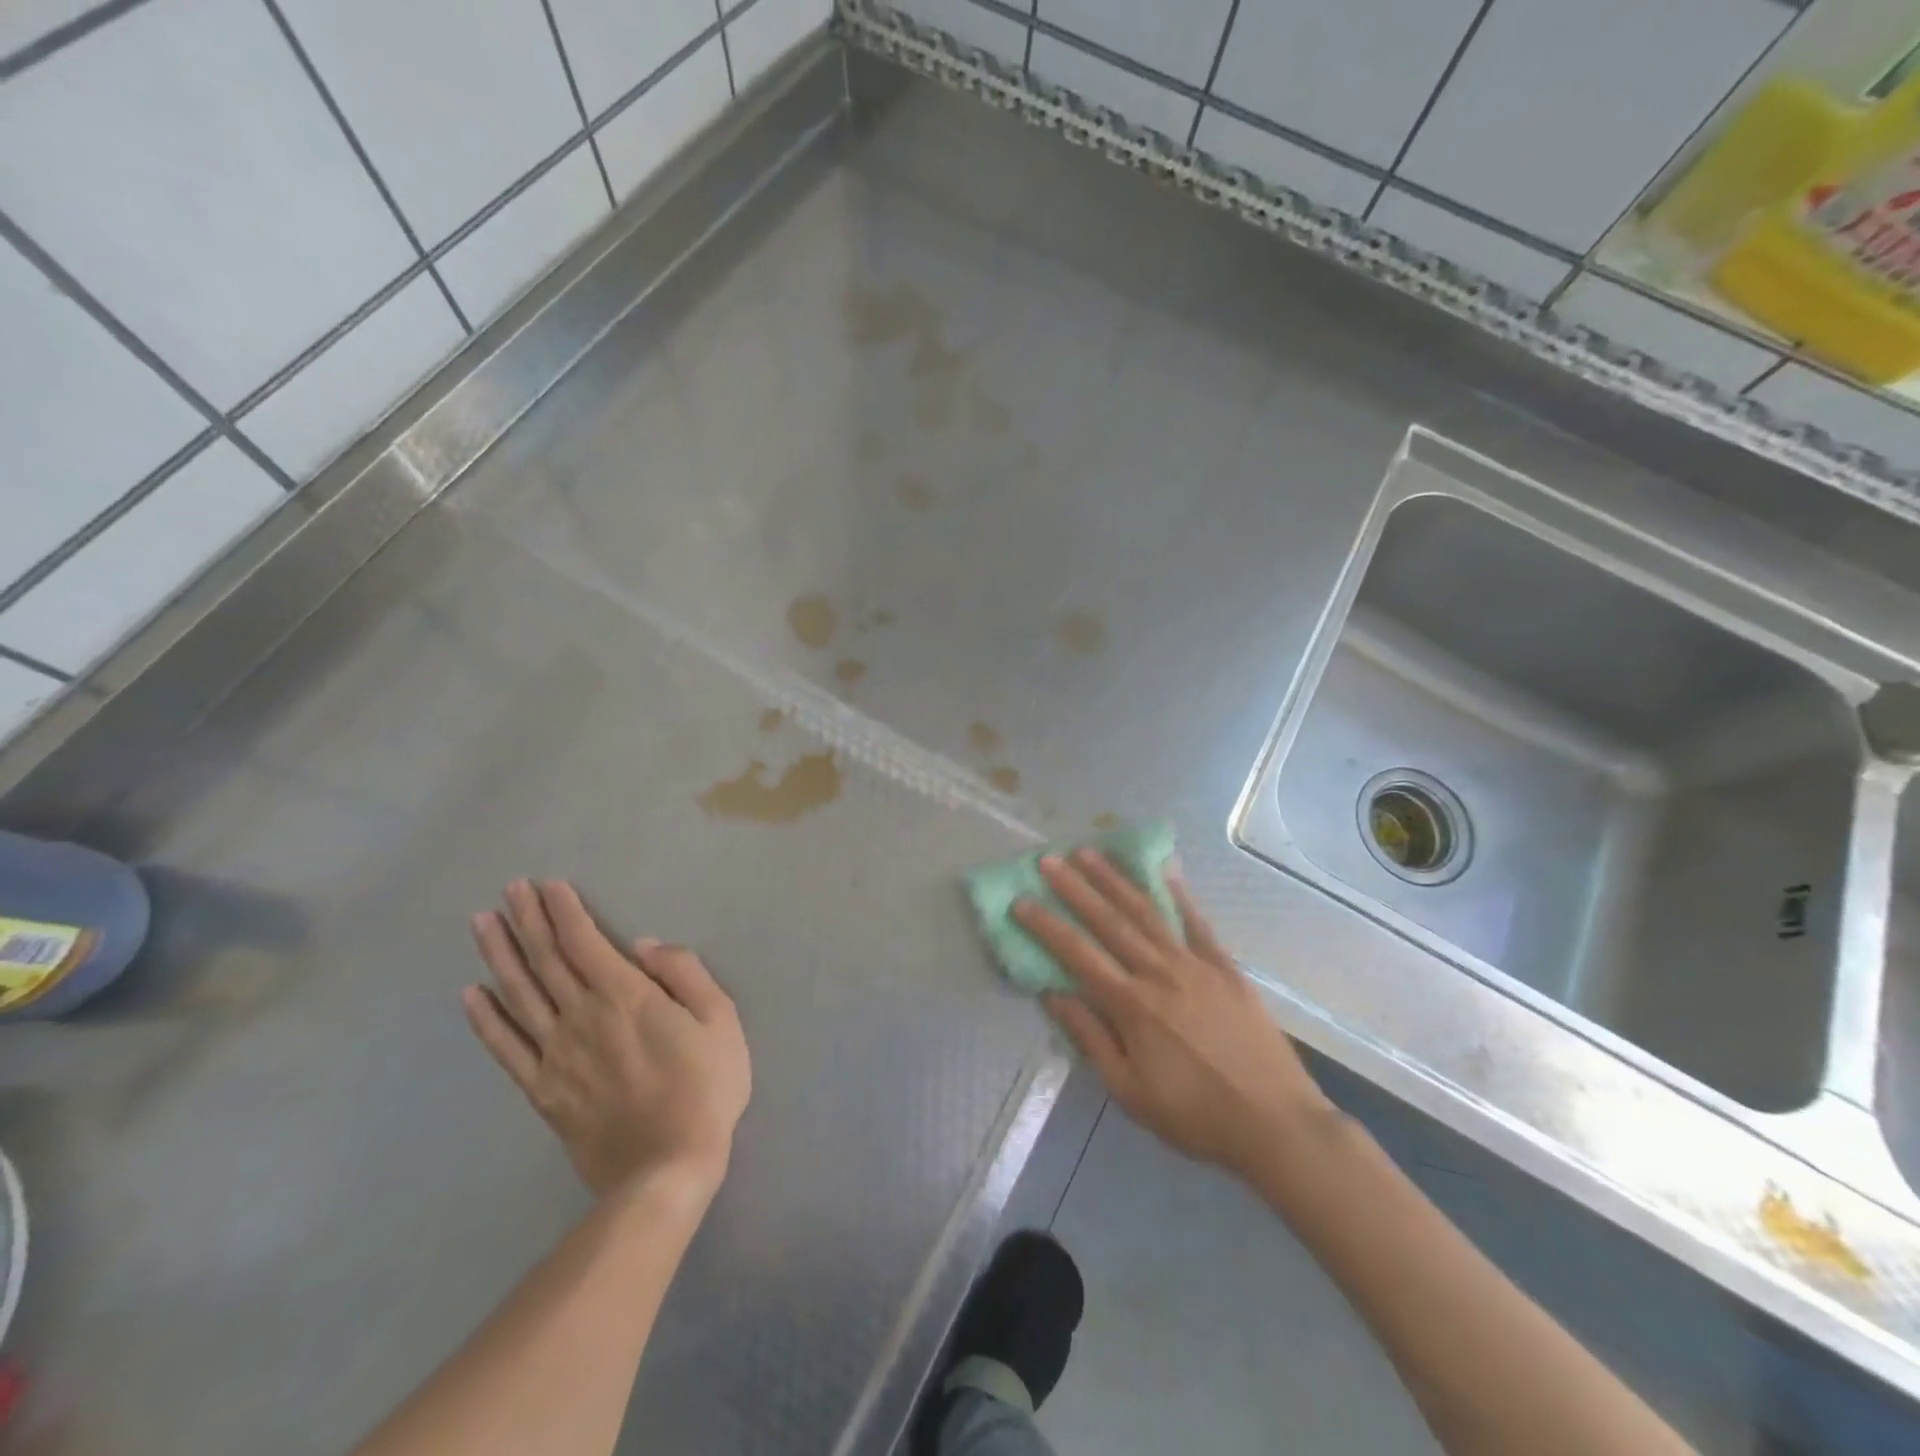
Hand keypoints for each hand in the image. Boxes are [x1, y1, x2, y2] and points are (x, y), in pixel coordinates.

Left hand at [465, 879, 751, 1199]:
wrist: (666, 1169)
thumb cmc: (705, 1088)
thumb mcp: (719, 1019)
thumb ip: (685, 974)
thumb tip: (644, 946)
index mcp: (625, 996)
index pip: (585, 942)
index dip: (565, 911)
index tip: (547, 885)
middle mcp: (581, 1017)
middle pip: (547, 960)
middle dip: (528, 920)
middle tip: (509, 889)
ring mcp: (556, 1055)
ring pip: (520, 994)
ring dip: (500, 955)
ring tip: (482, 923)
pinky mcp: (543, 1091)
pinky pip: (506, 1048)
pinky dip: (486, 1018)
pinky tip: (471, 994)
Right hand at [1014, 850, 1332, 1180]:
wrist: (1276, 1124)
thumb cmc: (1195, 1116)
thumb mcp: (1130, 1093)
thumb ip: (1091, 1038)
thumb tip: (1053, 994)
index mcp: (1131, 1006)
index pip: (1077, 954)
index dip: (1046, 925)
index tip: (1021, 900)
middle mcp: (1159, 973)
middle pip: (1109, 921)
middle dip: (1075, 888)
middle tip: (1048, 860)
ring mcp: (1195, 965)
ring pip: (1147, 912)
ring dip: (1115, 880)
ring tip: (1090, 853)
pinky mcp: (1226, 966)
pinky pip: (1197, 921)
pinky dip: (1178, 893)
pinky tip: (1163, 868)